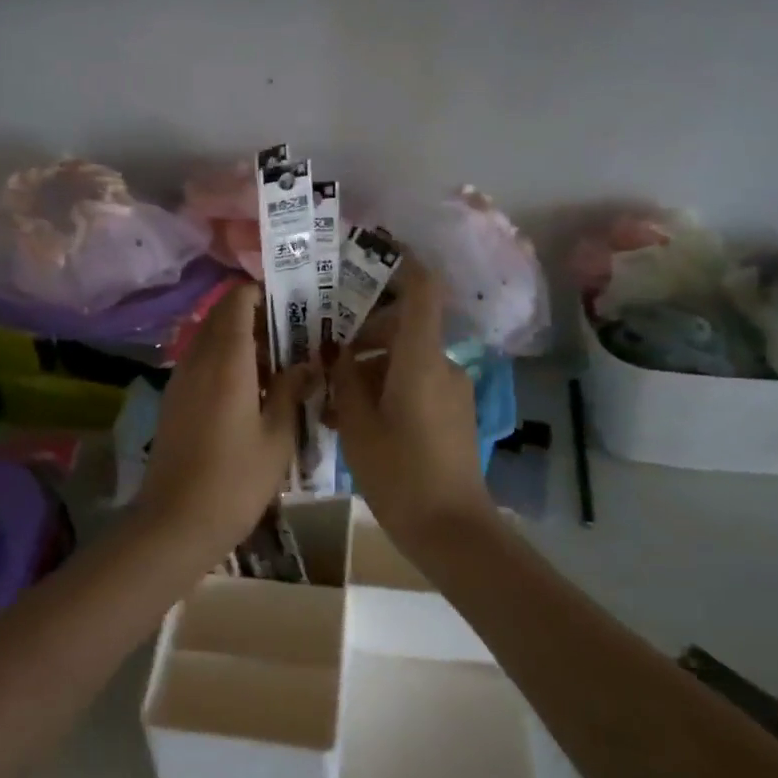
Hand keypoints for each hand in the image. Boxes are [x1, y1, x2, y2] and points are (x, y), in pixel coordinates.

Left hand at [136, 284, 310, 549]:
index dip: (261, 292)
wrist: (175, 522)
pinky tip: (250, 389)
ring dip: (239, 338)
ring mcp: (180, 379)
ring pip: (209, 338)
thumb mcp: (278, 437)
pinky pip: (200, 362)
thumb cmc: (236, 480)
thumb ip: (293, 391)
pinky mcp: (173, 400)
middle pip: (221, 316)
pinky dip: (224, 360)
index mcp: (226, 361)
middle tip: (292, 333)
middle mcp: (198, 360)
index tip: (292, 302)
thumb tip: (307, 363)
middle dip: (254, 314)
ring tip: (277, 362)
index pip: (236, 301)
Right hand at [331, 263, 493, 543]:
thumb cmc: (399, 473)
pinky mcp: (452, 413)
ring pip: (405, 359)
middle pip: (404, 326)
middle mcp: (442, 365)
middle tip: (324, 350)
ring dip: (370, 368)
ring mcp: (451, 390)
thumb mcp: (357, 425)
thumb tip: (338, 352)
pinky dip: (387, 389)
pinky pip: (416, 384)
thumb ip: (345, 380)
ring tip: (331, 400)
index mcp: (421, 359)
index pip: (422, 290)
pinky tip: (355, 420)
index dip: (404, 261)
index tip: (375, 248)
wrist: (451, 530)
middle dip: (363, 332)